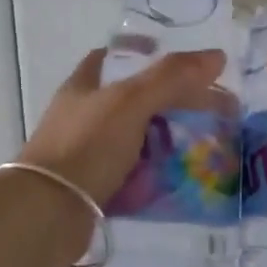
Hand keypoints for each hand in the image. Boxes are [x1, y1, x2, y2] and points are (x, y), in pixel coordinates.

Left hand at [20, 47, 227, 207]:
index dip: (142, 55)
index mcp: (82, 88)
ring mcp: (85, 154)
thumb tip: (217, 55)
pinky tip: (178, 181)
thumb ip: (171, 78)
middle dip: (166, 107)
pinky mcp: (92, 187)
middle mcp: (81, 117)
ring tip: (200, 149)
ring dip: (163, 144)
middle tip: (205, 113)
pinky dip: (152, 177)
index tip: (180, 65)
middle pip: (130, 103)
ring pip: (132, 142)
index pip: (111, 58)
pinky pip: (130, 176)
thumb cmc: (87, 146)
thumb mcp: (131, 103)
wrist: (49, 212)